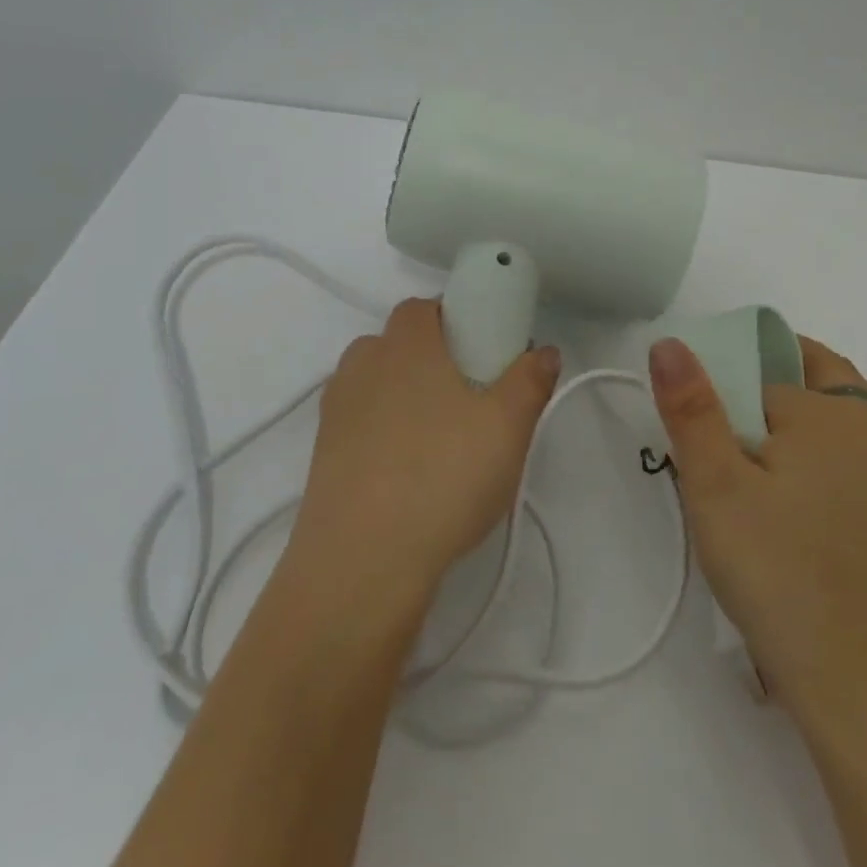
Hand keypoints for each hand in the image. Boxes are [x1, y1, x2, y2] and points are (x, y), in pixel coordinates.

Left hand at [285, 298, 560, 623]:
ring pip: (378, 385)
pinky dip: (385, 433)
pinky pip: (361, 424)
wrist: (363, 559)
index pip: (424, 307)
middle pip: (399, 344)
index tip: (485, 354)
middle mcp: (362, 365)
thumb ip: (530, 380)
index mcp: (404, 344)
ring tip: (441, 442)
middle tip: (473, 401)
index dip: (456, 319)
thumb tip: (543, 351)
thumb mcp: (508, 427)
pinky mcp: (322, 452)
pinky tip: (409, 472)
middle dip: (434, 360)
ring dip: (407, 397)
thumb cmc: (444, 476)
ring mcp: (335, 410)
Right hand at [648, 334, 866, 733]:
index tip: (696, 432)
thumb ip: (692, 409)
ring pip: (850, 412)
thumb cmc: (778, 573)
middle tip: (727, 425)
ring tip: (764, 447)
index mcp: (830, 412)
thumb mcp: (715, 487)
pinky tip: (803, 494)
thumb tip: (670, 341)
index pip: (762, 374)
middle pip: (821, 374)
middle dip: (773, 379)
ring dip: (810, 410)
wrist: (864, 681)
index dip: (723, 392)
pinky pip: (864, 454)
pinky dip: (833, 449)